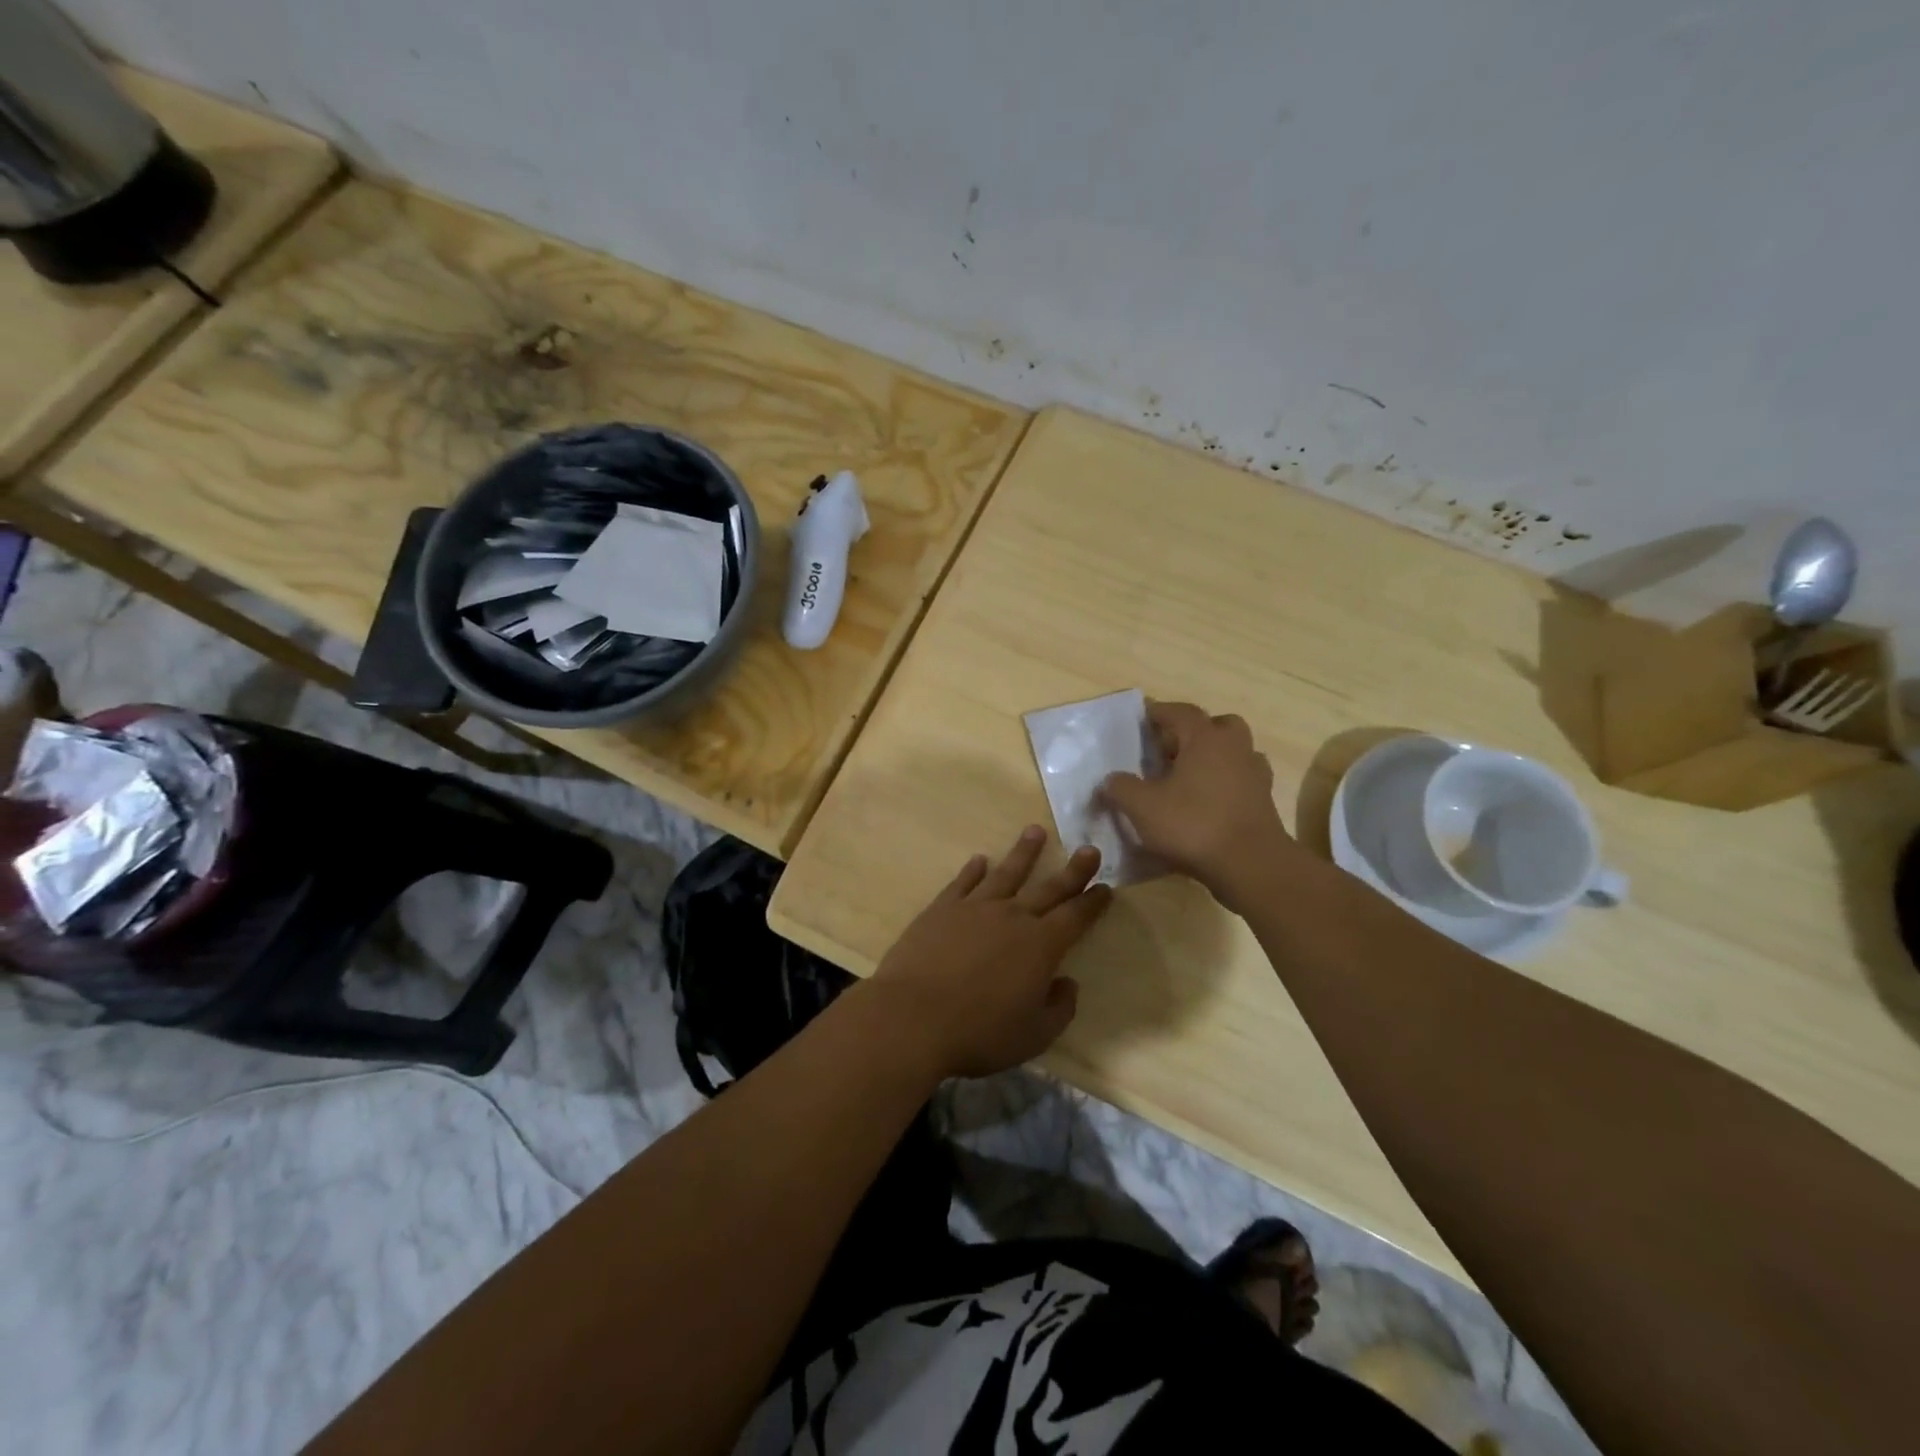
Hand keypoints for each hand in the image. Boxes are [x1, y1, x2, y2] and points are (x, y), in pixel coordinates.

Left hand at [870, 826, 1111, 1078]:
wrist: (913, 1017)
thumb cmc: (979, 1032)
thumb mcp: (1034, 1035)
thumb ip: (1059, 1009)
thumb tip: (1068, 983)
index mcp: (1041, 946)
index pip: (1075, 917)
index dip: (1093, 902)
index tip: (1106, 886)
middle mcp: (1012, 917)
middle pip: (1049, 888)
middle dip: (1073, 869)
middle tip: (1089, 848)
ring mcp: (975, 908)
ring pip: (1006, 873)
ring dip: (1024, 853)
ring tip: (1035, 831)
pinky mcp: (941, 909)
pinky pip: (963, 882)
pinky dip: (973, 870)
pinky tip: (980, 860)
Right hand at [1101, 700, 1300, 911]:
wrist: (1250, 865)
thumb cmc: (1193, 825)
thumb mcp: (1142, 807)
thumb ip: (1121, 787)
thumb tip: (1112, 779)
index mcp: (1206, 739)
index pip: (1180, 712)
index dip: (1159, 712)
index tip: (1142, 716)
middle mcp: (1234, 748)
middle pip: (1216, 726)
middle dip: (1193, 732)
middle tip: (1169, 748)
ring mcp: (1255, 775)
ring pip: (1234, 753)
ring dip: (1213, 757)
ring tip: (1187, 777)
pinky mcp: (1264, 802)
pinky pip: (1241, 781)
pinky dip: (1225, 784)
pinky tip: (1206, 802)